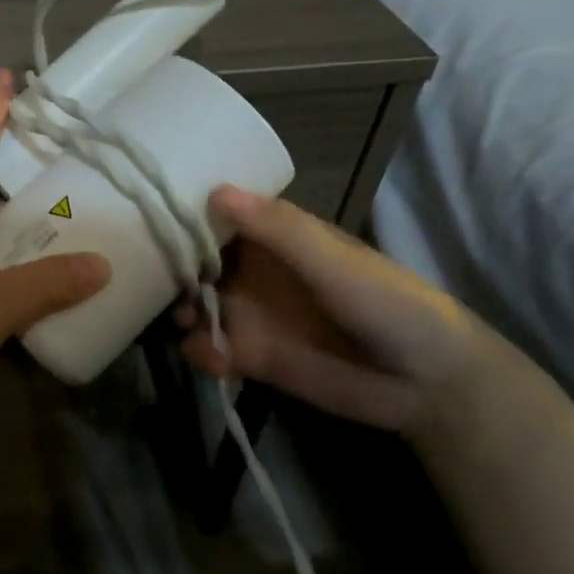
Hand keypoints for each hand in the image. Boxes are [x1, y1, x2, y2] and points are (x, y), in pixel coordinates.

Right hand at [178, 186, 495, 436]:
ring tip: (182, 321)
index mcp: (272, 236)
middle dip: (171, 268)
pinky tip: (212, 356)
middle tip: (148, 277)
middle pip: (195, 260)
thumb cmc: (386, 302)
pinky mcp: (250, 356)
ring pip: (194, 304)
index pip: (215, 216)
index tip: (145, 212)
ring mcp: (248, 313)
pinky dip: (201, 351)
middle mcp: (252, 270)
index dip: (183, 213)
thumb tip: (215, 191)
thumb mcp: (333, 260)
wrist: (427, 382)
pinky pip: (210, 349)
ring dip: (179, 310)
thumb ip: (277, 229)